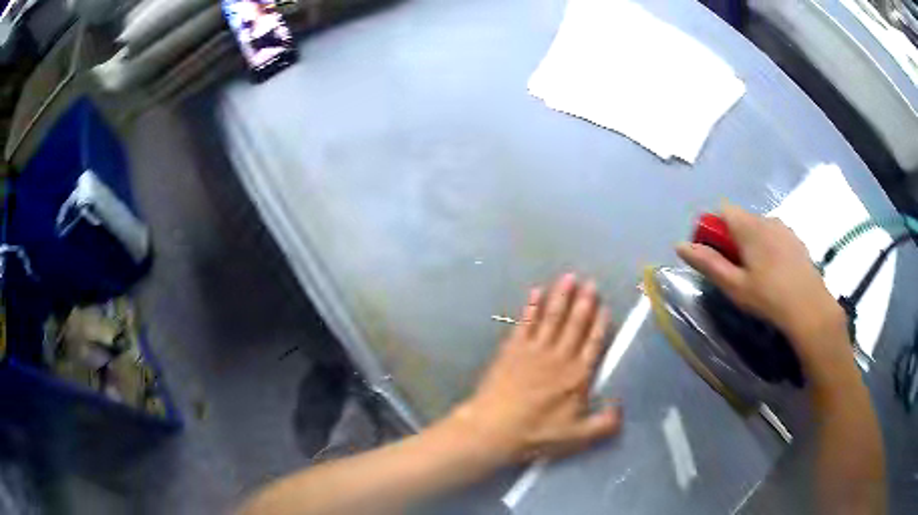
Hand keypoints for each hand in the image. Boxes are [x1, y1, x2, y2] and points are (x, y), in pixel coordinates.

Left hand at [449, 273, 620, 465]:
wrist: (494, 429)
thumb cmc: (537, 435)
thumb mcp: (578, 437)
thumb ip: (605, 423)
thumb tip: (621, 405)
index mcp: (578, 376)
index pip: (594, 343)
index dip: (600, 323)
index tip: (605, 305)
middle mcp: (559, 357)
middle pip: (575, 324)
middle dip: (584, 302)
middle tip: (590, 282)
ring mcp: (534, 350)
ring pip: (552, 317)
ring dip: (561, 297)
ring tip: (569, 277)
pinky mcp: (512, 349)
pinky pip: (525, 322)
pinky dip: (532, 306)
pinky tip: (536, 292)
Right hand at [675, 205, 848, 365]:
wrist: (810, 308)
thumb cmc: (768, 297)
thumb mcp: (734, 285)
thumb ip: (708, 263)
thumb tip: (679, 245)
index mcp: (749, 226)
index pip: (722, 210)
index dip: (715, 228)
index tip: (717, 254)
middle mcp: (766, 218)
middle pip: (742, 219)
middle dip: (734, 239)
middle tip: (737, 272)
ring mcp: (784, 228)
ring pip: (759, 228)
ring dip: (753, 244)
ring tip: (758, 276)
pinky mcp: (796, 239)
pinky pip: (775, 236)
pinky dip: (769, 248)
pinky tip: (776, 274)